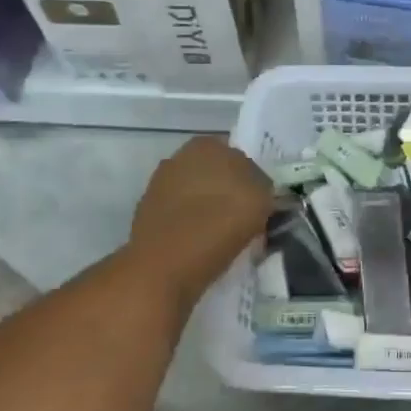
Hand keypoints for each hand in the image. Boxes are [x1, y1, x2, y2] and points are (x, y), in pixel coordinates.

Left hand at [129, 136, 272, 306]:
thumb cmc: (220, 224)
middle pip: (216, 175)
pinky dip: (191, 228)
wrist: (165, 265)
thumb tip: (259, 192)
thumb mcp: (262, 199)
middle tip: (245, 221)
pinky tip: (202, 247)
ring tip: (225, 238)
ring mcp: (159, 186)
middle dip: (229, 193)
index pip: (240, 157)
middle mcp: (180, 157)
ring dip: (210, 211)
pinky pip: (181, 217)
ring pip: (198, 196)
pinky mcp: (147, 215)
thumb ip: (264, 187)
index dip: (253, 181)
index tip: (260, 205)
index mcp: (208, 145)